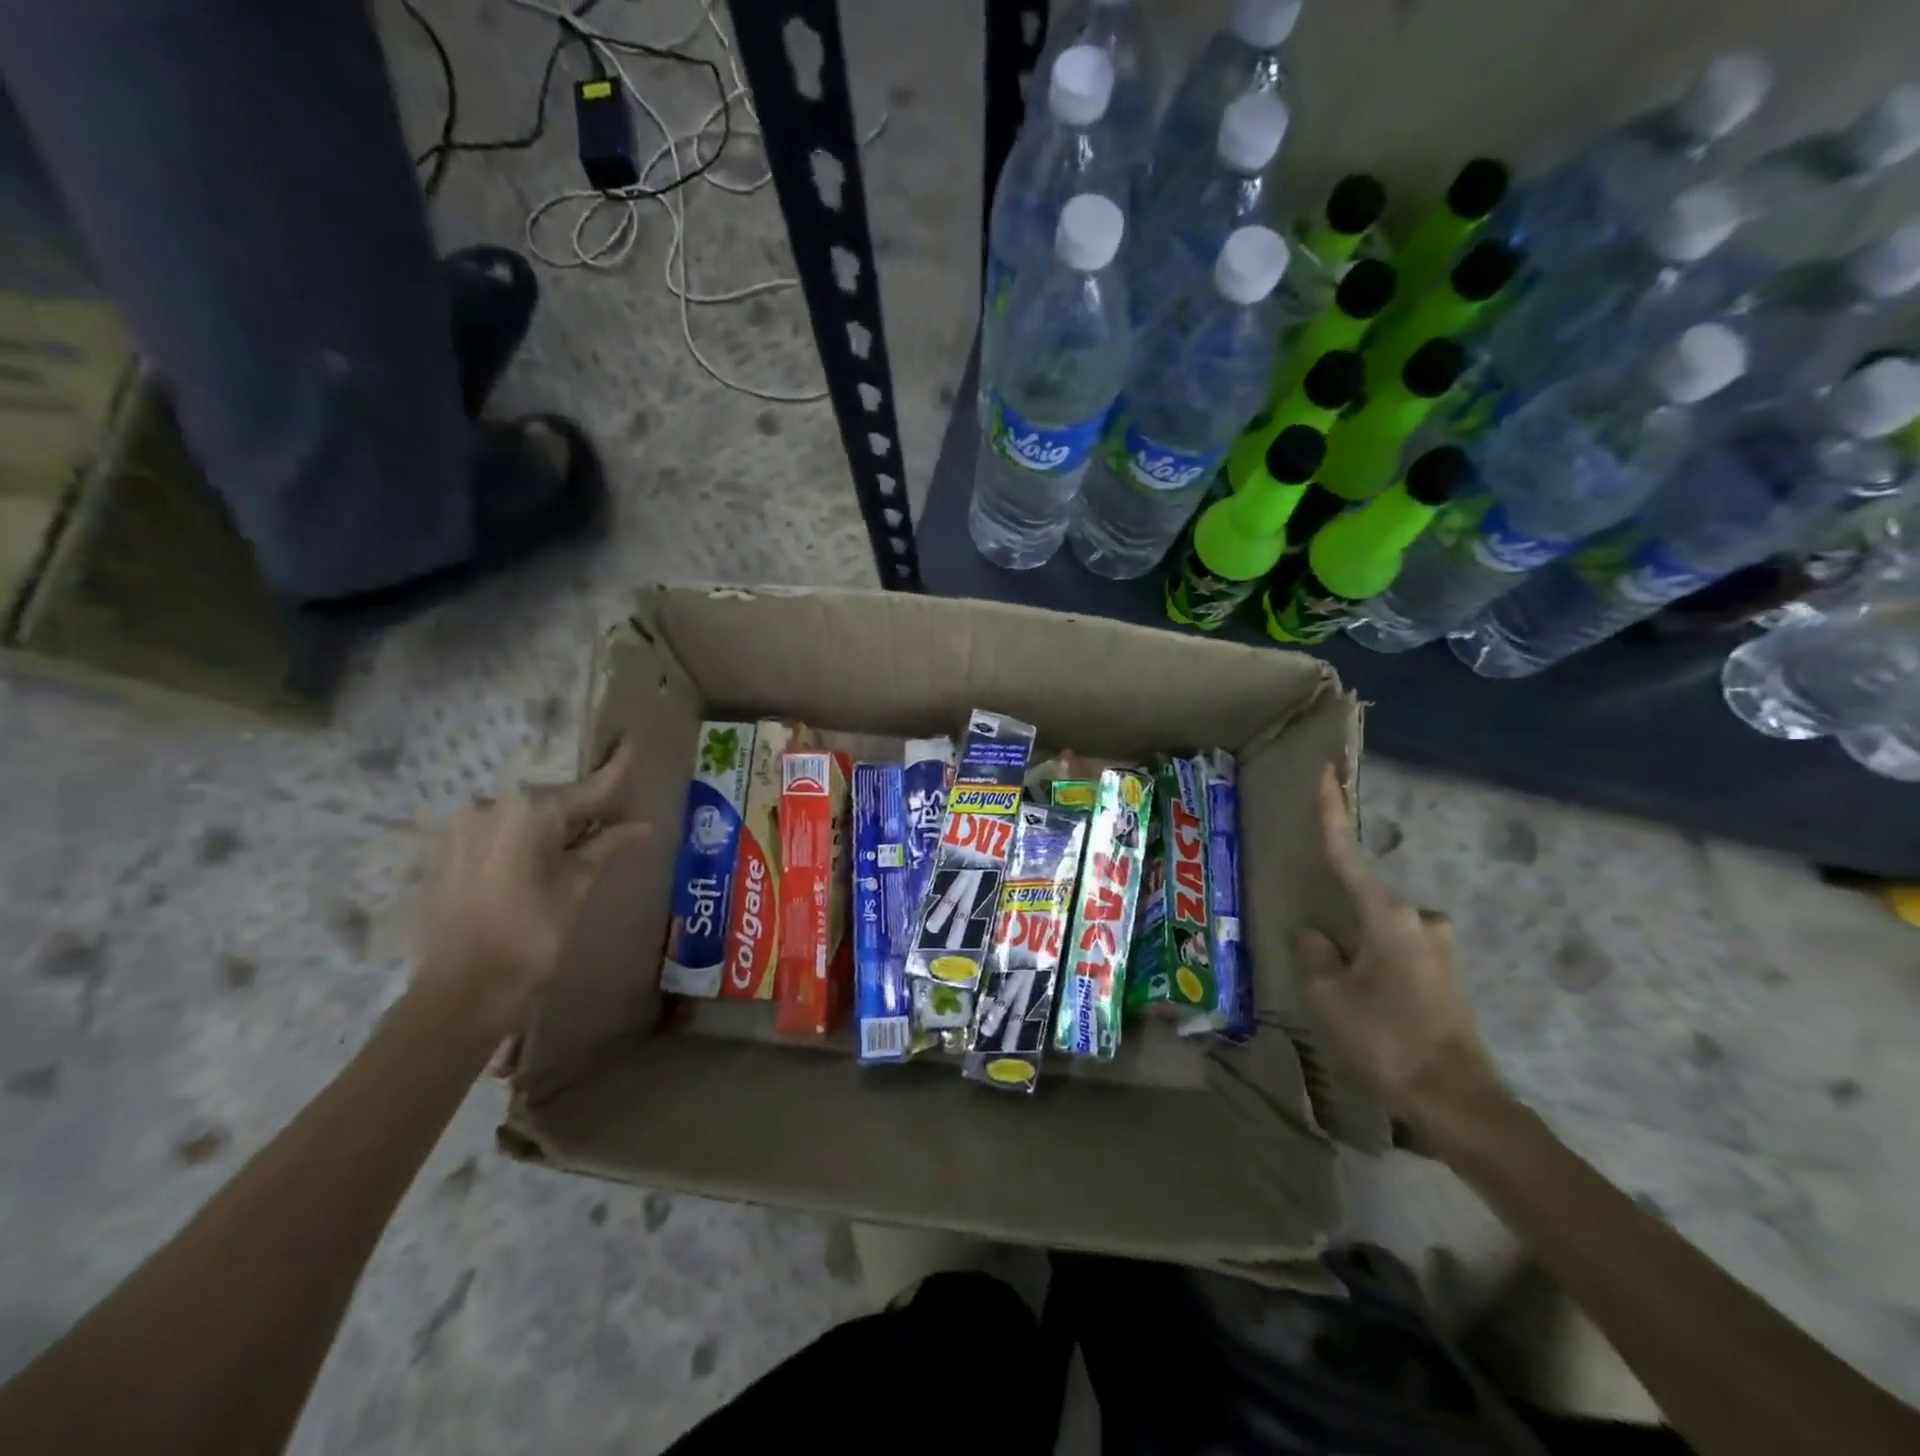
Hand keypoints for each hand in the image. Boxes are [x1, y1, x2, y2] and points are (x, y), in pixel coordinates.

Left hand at [415, 740, 649, 1037]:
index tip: (631, 740)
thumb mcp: (576, 887)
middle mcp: (491, 805)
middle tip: (613, 821)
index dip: (616, 768)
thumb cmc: (531, 937)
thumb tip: (641, 826)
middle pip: (553, 799)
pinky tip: (533, 858)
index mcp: (530, 810)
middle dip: (583, 807)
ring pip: (523, 814)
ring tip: (574, 845)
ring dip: (550, 824)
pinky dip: (520, 836)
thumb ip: (606, 846)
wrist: (461, 991)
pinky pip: (495, 829)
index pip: (588, 787)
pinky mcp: (442, 847)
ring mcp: (461, 824)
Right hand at [1297, 765, 1496, 1123]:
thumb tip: (1316, 934)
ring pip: (1378, 930)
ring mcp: (1437, 946)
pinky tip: (1369, 1004)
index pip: (1346, 852)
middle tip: (1319, 957)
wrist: (1458, 1102)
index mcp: (1386, 915)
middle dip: (1337, 918)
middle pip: (1362, 900)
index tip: (1327, 771)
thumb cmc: (1384, 1039)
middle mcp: (1418, 918)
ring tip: (1344, 995)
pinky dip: (1374, 963)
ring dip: (1357, 948)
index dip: (1332, 811)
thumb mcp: (1326, 994)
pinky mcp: (1444, 973)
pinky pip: (1395, 951)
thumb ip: (1313, 952)